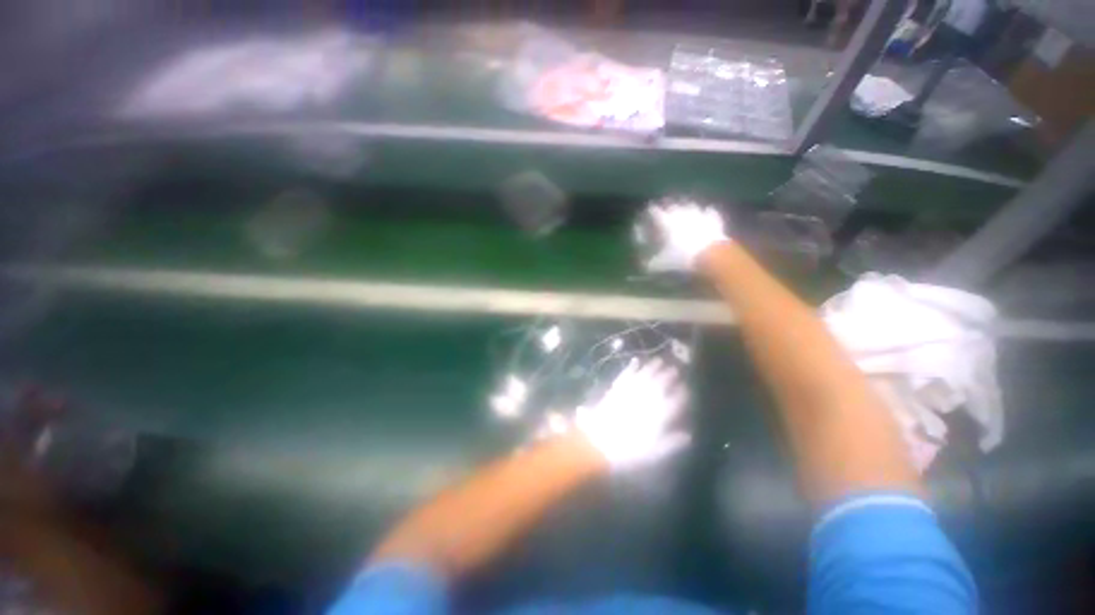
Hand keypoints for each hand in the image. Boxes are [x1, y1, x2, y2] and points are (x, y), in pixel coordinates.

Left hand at [576, 358, 690, 469]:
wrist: (597, 442)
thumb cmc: (626, 451)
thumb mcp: (652, 453)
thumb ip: (671, 443)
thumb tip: (688, 435)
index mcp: (656, 417)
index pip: (673, 402)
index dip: (681, 394)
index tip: (687, 387)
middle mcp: (644, 401)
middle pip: (659, 385)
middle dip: (668, 376)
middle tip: (675, 368)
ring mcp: (629, 393)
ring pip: (643, 376)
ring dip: (652, 368)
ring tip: (660, 360)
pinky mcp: (615, 389)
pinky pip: (626, 375)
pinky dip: (631, 367)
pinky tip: (636, 360)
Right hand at [646, 200, 728, 271]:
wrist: (709, 255)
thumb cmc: (681, 257)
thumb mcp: (662, 263)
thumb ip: (652, 263)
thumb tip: (646, 266)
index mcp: (666, 222)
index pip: (655, 212)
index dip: (651, 211)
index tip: (649, 211)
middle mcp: (681, 214)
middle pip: (673, 205)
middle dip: (668, 207)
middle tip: (665, 209)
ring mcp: (698, 215)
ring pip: (691, 206)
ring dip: (687, 207)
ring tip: (685, 209)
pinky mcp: (713, 220)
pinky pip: (709, 212)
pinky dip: (707, 213)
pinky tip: (706, 214)